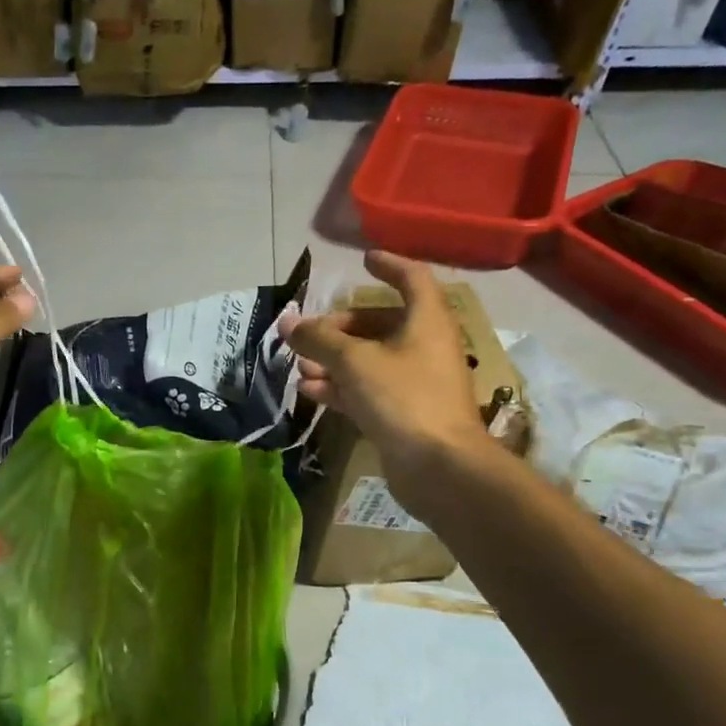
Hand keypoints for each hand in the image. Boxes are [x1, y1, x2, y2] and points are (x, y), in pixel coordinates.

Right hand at [285, 251, 491, 485]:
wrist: (438, 466)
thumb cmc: (402, 397)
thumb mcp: (354, 361)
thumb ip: (318, 338)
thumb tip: (287, 322)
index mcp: (427, 321)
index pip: (412, 278)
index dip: (389, 266)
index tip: (363, 260)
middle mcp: (425, 346)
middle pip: (381, 323)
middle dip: (342, 326)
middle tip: (310, 334)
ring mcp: (416, 382)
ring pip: (370, 359)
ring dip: (334, 359)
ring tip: (300, 365)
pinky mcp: (403, 413)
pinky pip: (367, 389)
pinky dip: (341, 386)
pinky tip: (310, 390)